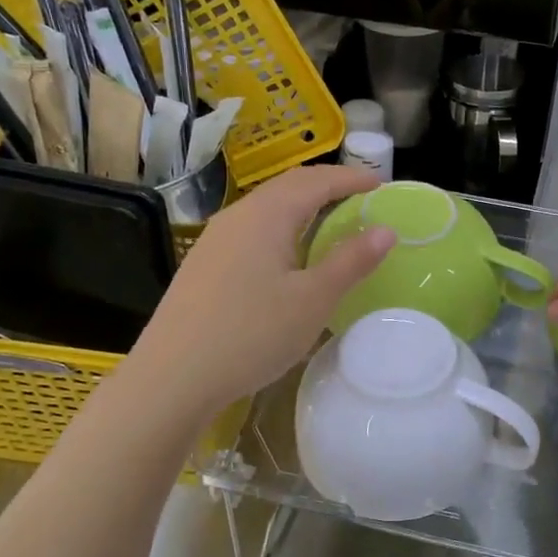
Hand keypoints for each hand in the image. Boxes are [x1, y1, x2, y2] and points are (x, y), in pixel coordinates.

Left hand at [126, 165, 394, 412]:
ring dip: (302, 206)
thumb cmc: (252, 334)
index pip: (316, 181)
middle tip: (359, 197)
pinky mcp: (204, 264)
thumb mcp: (313, 300)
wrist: (172, 377)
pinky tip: (287, 256)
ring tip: (329, 222)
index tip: (380, 184)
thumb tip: (386, 230)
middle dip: (326, 186)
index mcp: (267, 214)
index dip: (351, 179)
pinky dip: (282, 227)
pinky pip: (252, 229)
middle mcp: (238, 216)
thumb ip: (351, 261)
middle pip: (288, 186)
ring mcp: (215, 239)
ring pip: (267, 208)